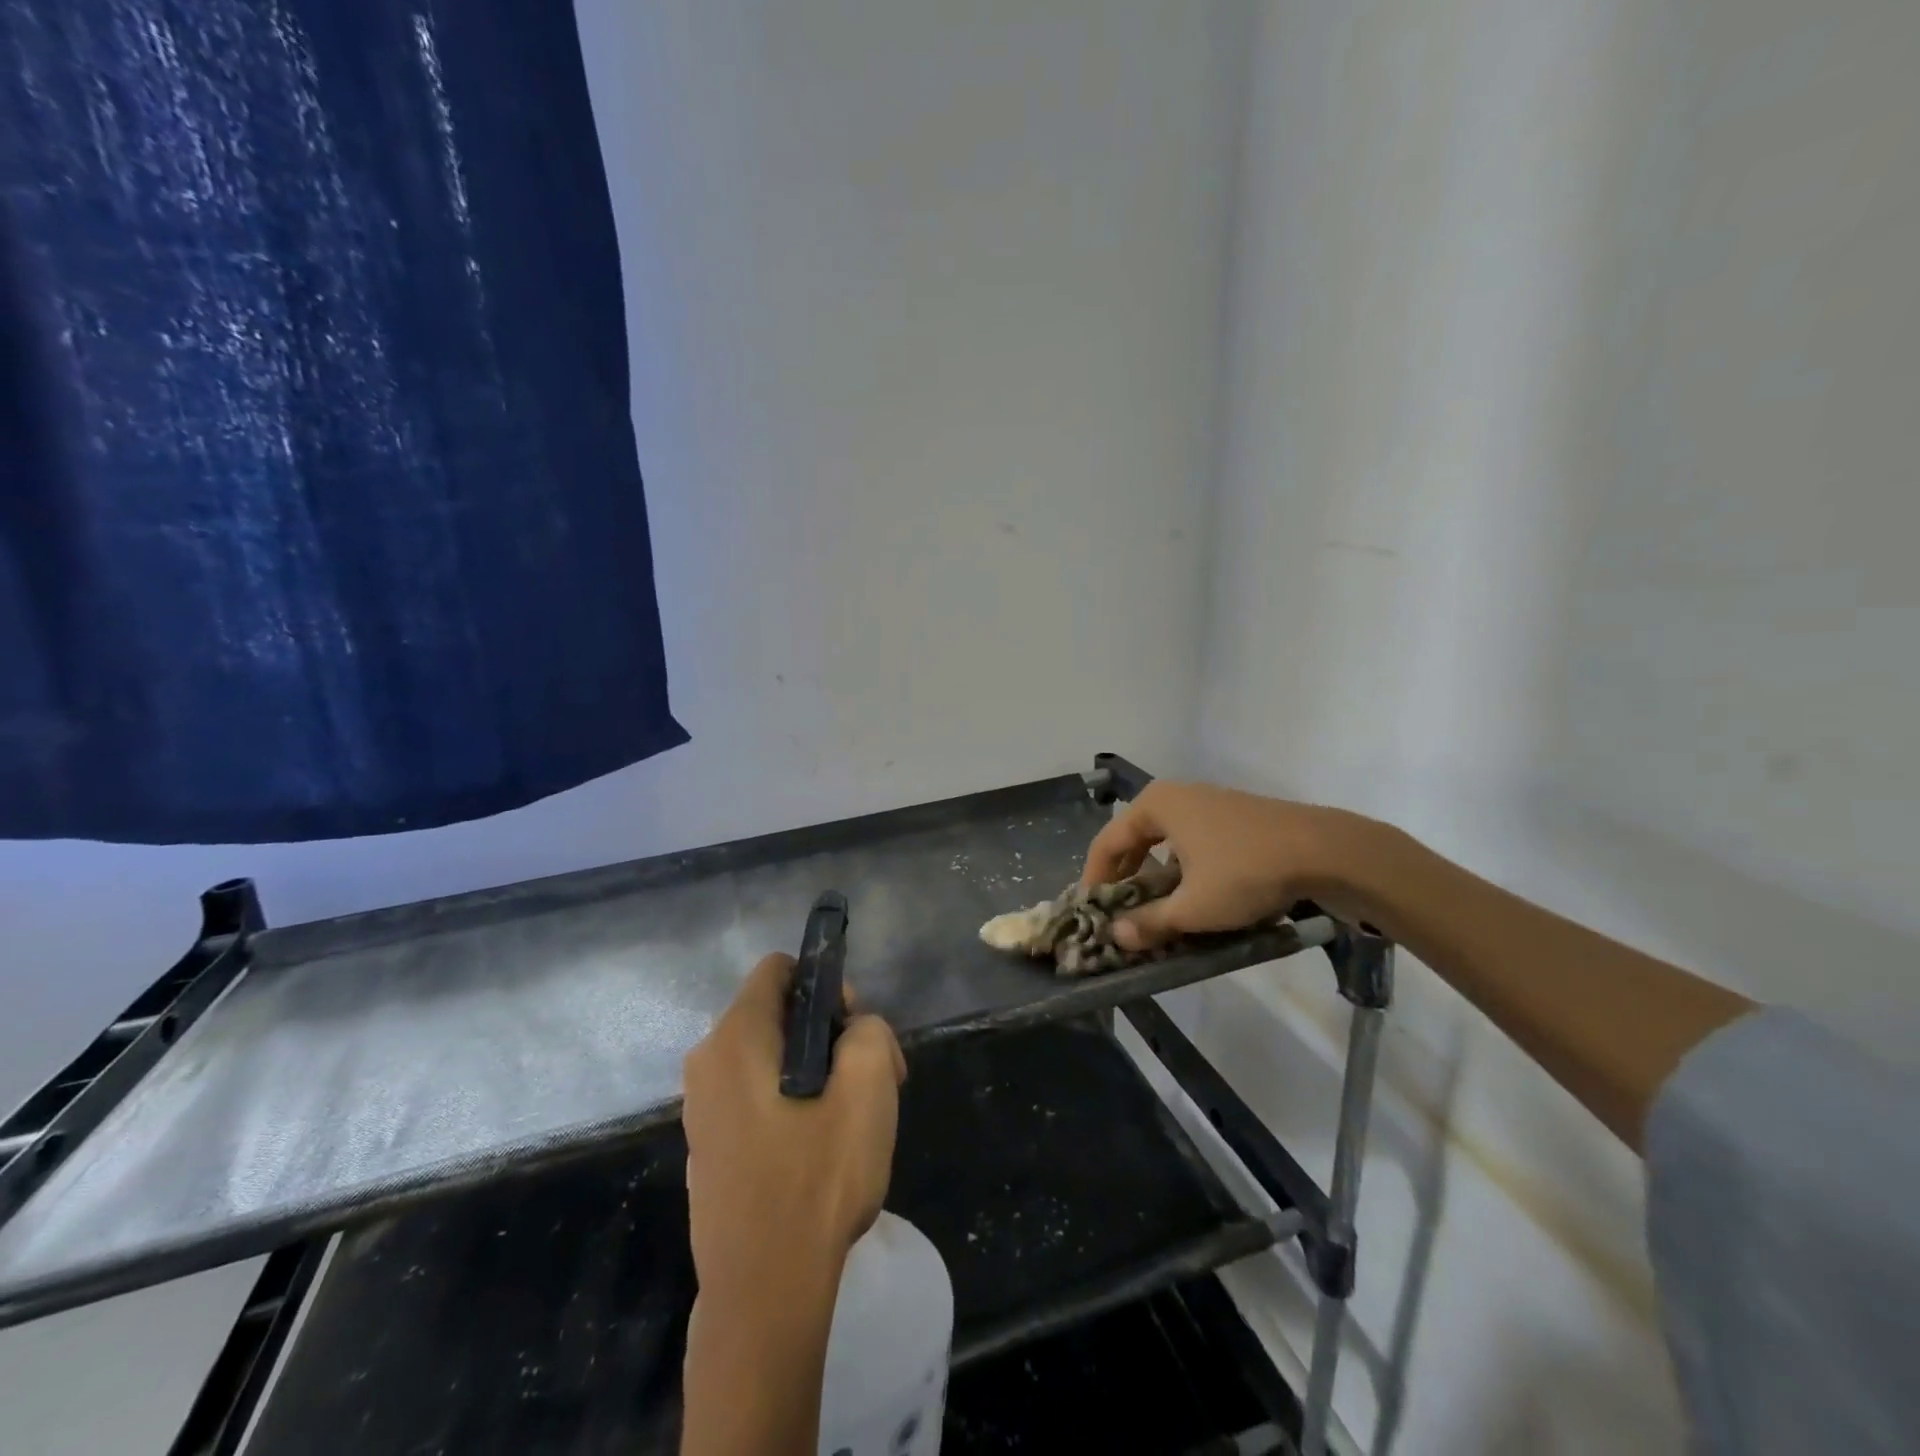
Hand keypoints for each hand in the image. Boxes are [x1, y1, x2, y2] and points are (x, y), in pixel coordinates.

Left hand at [681, 954, 905, 1299]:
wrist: (763, 1296)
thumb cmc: (815, 1182)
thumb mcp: (868, 1089)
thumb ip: (870, 1031)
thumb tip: (855, 1031)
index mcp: (735, 1038)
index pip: (779, 969)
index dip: (826, 986)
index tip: (854, 1032)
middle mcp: (707, 1062)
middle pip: (779, 1013)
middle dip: (830, 1035)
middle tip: (869, 1082)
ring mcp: (702, 1107)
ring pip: (772, 1057)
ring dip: (818, 1072)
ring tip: (851, 1121)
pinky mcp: (709, 1144)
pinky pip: (756, 1094)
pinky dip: (792, 1101)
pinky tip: (819, 1150)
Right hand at [1080, 780, 1372, 951]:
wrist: (1325, 851)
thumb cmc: (1246, 872)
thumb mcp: (1193, 907)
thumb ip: (1150, 923)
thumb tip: (1116, 936)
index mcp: (1155, 805)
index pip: (1107, 843)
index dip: (1094, 880)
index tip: (1091, 912)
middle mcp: (1175, 795)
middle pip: (1133, 839)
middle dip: (1124, 878)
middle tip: (1120, 912)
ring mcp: (1207, 801)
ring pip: (1164, 841)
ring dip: (1154, 875)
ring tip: (1156, 908)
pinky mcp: (1233, 815)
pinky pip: (1190, 841)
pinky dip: (1182, 867)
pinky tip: (1194, 894)